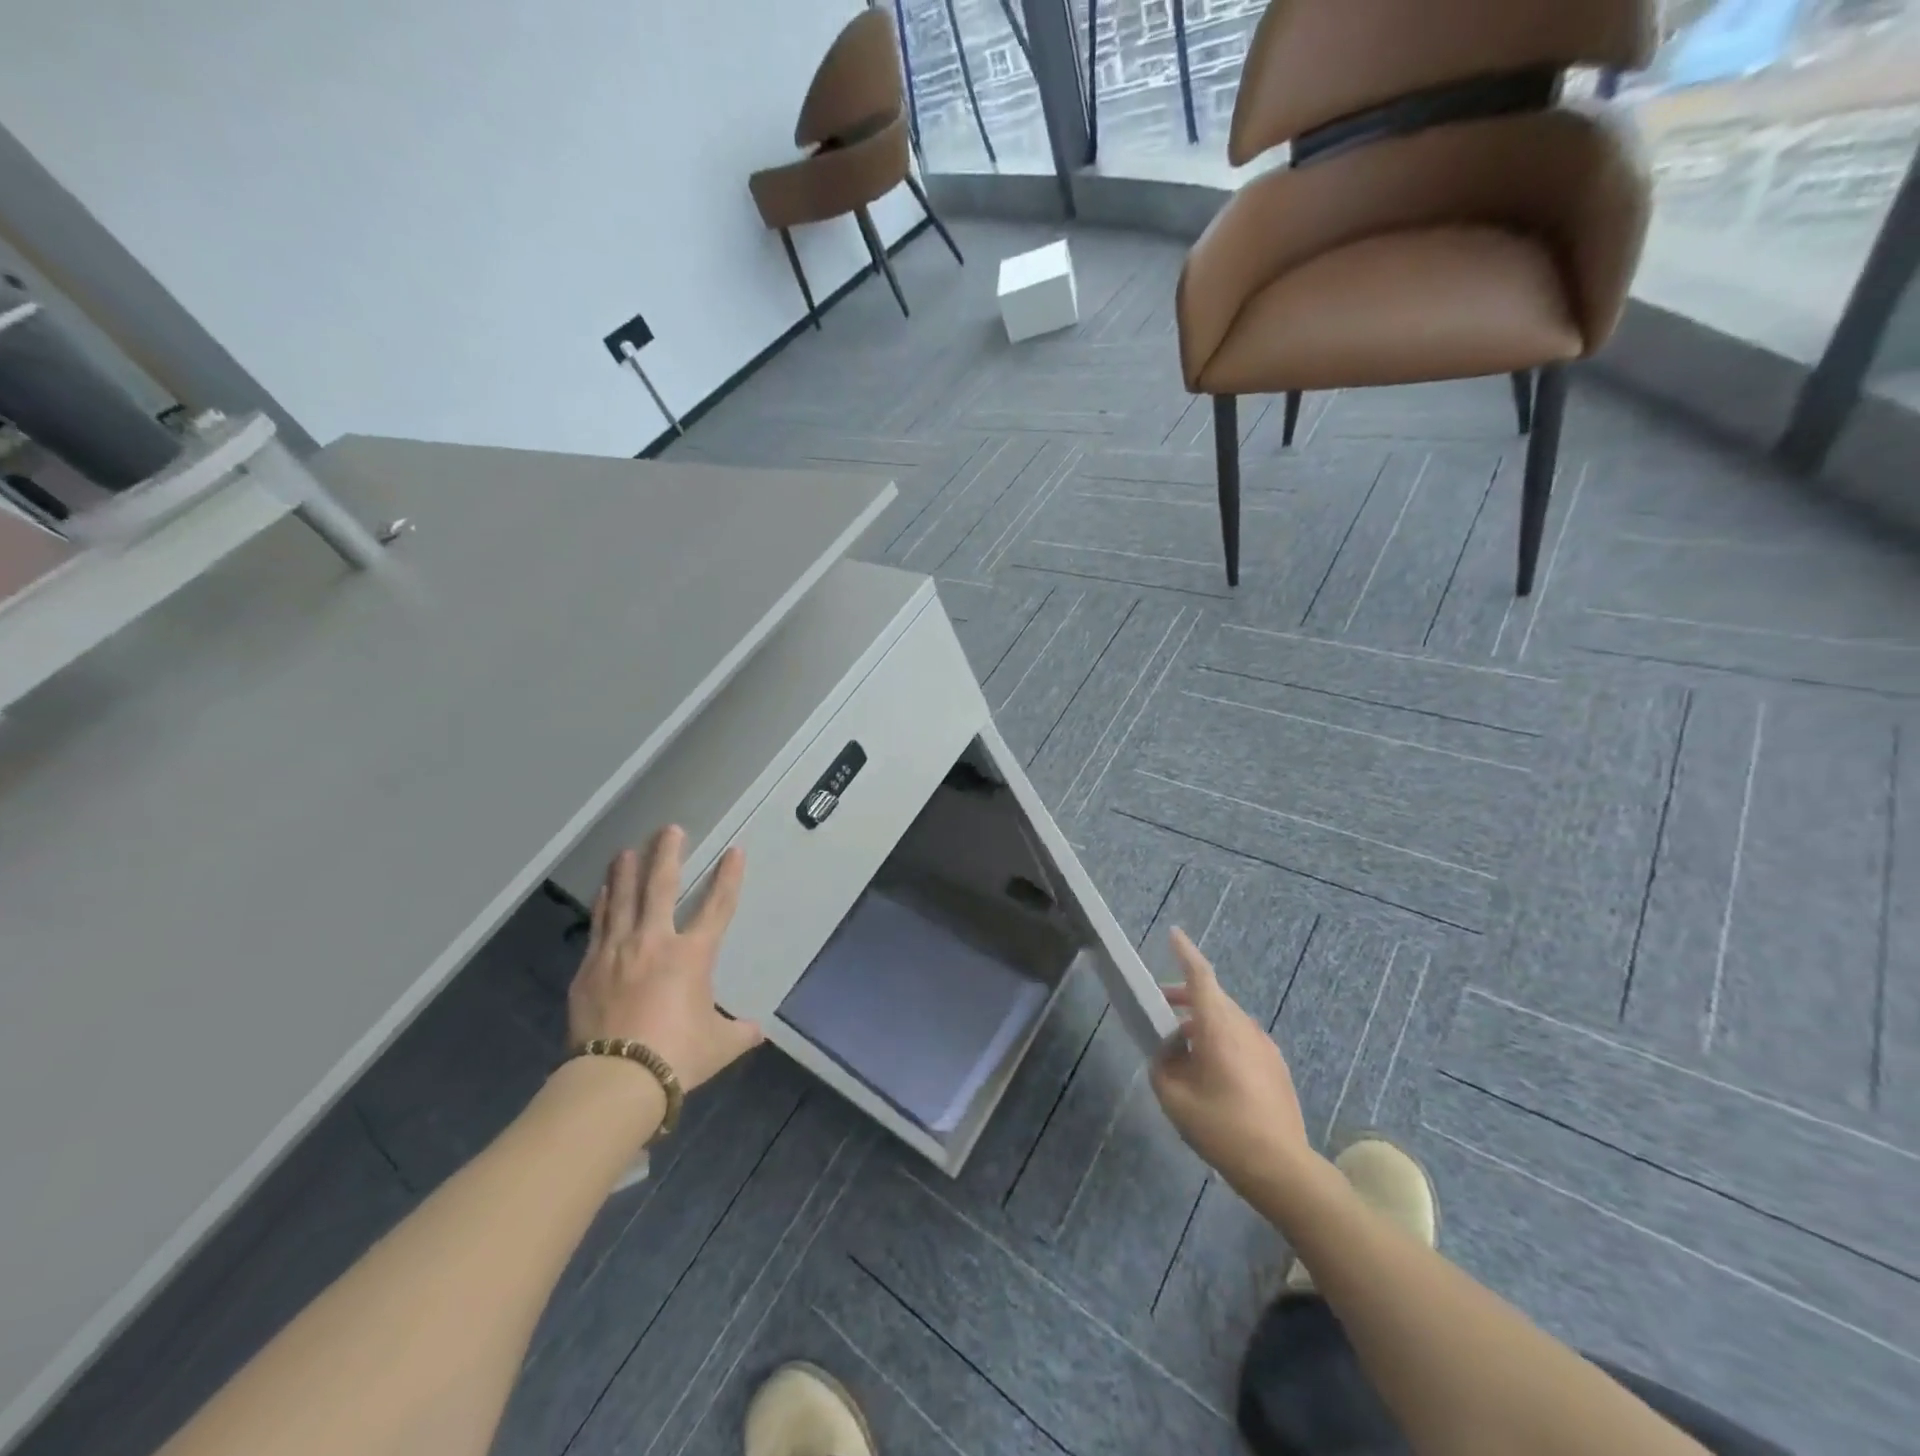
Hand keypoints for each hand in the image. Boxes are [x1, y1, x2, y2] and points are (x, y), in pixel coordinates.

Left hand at [567, 827, 762, 1090]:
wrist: (616, 1080)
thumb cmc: (677, 1056)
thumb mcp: (718, 1045)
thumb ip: (739, 1033)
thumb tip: (757, 1032)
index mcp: (693, 956)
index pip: (717, 906)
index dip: (728, 877)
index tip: (734, 851)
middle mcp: (655, 942)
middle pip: (661, 887)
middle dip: (667, 854)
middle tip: (670, 829)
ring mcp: (617, 952)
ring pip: (623, 899)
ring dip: (627, 871)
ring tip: (627, 850)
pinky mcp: (589, 969)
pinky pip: (598, 926)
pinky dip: (603, 905)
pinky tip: (603, 892)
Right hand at [1150, 927, 1309, 1192]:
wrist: (1282, 1168)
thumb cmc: (1223, 1129)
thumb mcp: (1175, 1099)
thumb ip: (1162, 1066)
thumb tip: (1169, 1052)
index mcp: (1219, 1028)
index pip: (1201, 977)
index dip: (1185, 953)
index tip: (1174, 934)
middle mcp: (1244, 1027)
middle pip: (1212, 997)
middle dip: (1185, 996)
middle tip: (1162, 1007)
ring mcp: (1265, 1046)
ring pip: (1227, 1018)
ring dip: (1203, 1021)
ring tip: (1182, 1047)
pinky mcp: (1276, 1066)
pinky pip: (1242, 1038)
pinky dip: (1221, 1039)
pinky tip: (1211, 1071)